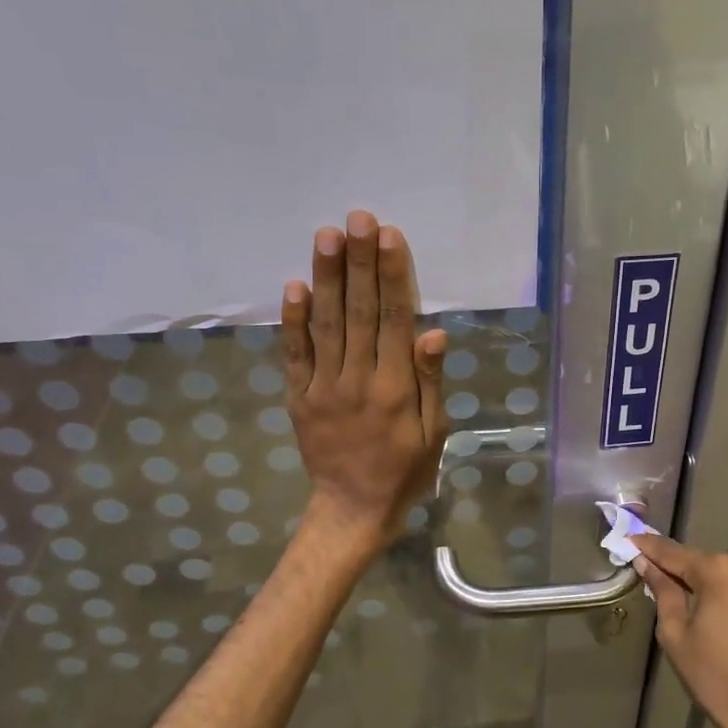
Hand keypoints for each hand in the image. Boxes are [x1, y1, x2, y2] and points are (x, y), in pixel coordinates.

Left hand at [281, 210, 448, 553]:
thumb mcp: (435, 434)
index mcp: (395, 388)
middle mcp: (357, 380)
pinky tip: (294, 285)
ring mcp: (323, 387)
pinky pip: (295, 354)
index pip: (394, 320)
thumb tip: (432, 334)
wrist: (353, 509)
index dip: (392, 276)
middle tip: (357, 218)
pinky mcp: (299, 397)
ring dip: (326, 278)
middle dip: (359, 262)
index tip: (389, 236)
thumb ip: (430, 382)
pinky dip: (293, 320)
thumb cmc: (405, 470)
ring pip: (325, 324)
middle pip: (358, 312)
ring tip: (327, 235)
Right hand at [634, 534, 727, 727]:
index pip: (672, 553)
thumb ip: (662, 592)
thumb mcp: (676, 635)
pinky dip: (714, 590)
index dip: (648, 547)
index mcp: (717, 571)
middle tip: (644, 567)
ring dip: (694, 579)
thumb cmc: (716, 678)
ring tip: (668, 589)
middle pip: (696, 561)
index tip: (627, 538)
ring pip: (716, 573)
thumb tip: (646, 564)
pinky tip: (697, 602)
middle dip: (672, 566)